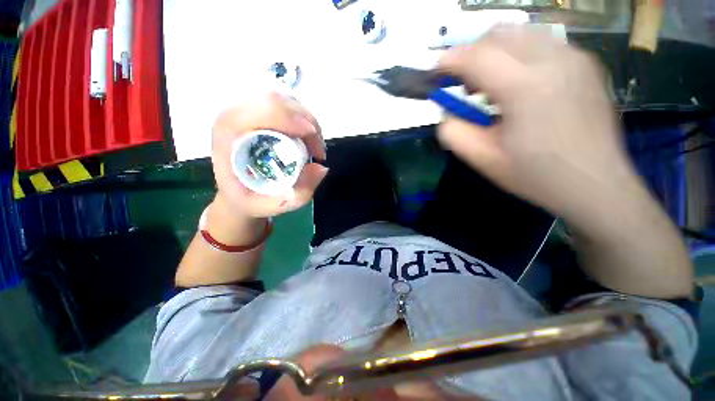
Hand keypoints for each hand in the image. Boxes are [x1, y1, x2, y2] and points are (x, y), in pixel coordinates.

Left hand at [211, 93, 327, 218]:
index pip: (261, 109)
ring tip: (315, 146)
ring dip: (308, 122)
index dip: (292, 120)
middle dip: (308, 123)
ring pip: (284, 99)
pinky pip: (286, 104)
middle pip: (276, 99)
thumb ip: (298, 193)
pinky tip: (307, 138)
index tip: (314, 146)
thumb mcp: (273, 206)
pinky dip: (303, 120)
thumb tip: (321, 167)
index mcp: (228, 134)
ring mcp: (246, 109)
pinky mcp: (258, 112)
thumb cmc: (249, 199)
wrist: (236, 192)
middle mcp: (234, 114)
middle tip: (319, 151)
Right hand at [438, 27, 638, 222]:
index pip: (477, 57)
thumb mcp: (483, 159)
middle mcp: (554, 60)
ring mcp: (575, 58)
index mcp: (526, 87)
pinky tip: (518, 85)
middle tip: (464, 84)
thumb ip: (453, 133)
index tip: (435, 72)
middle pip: (499, 35)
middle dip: (471, 53)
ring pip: (521, 34)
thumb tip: (447, 112)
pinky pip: (542, 44)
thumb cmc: (536, 175)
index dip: (450, 61)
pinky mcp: (585, 64)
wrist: (595, 185)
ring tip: (489, 85)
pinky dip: (518, 56)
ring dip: (495, 53)